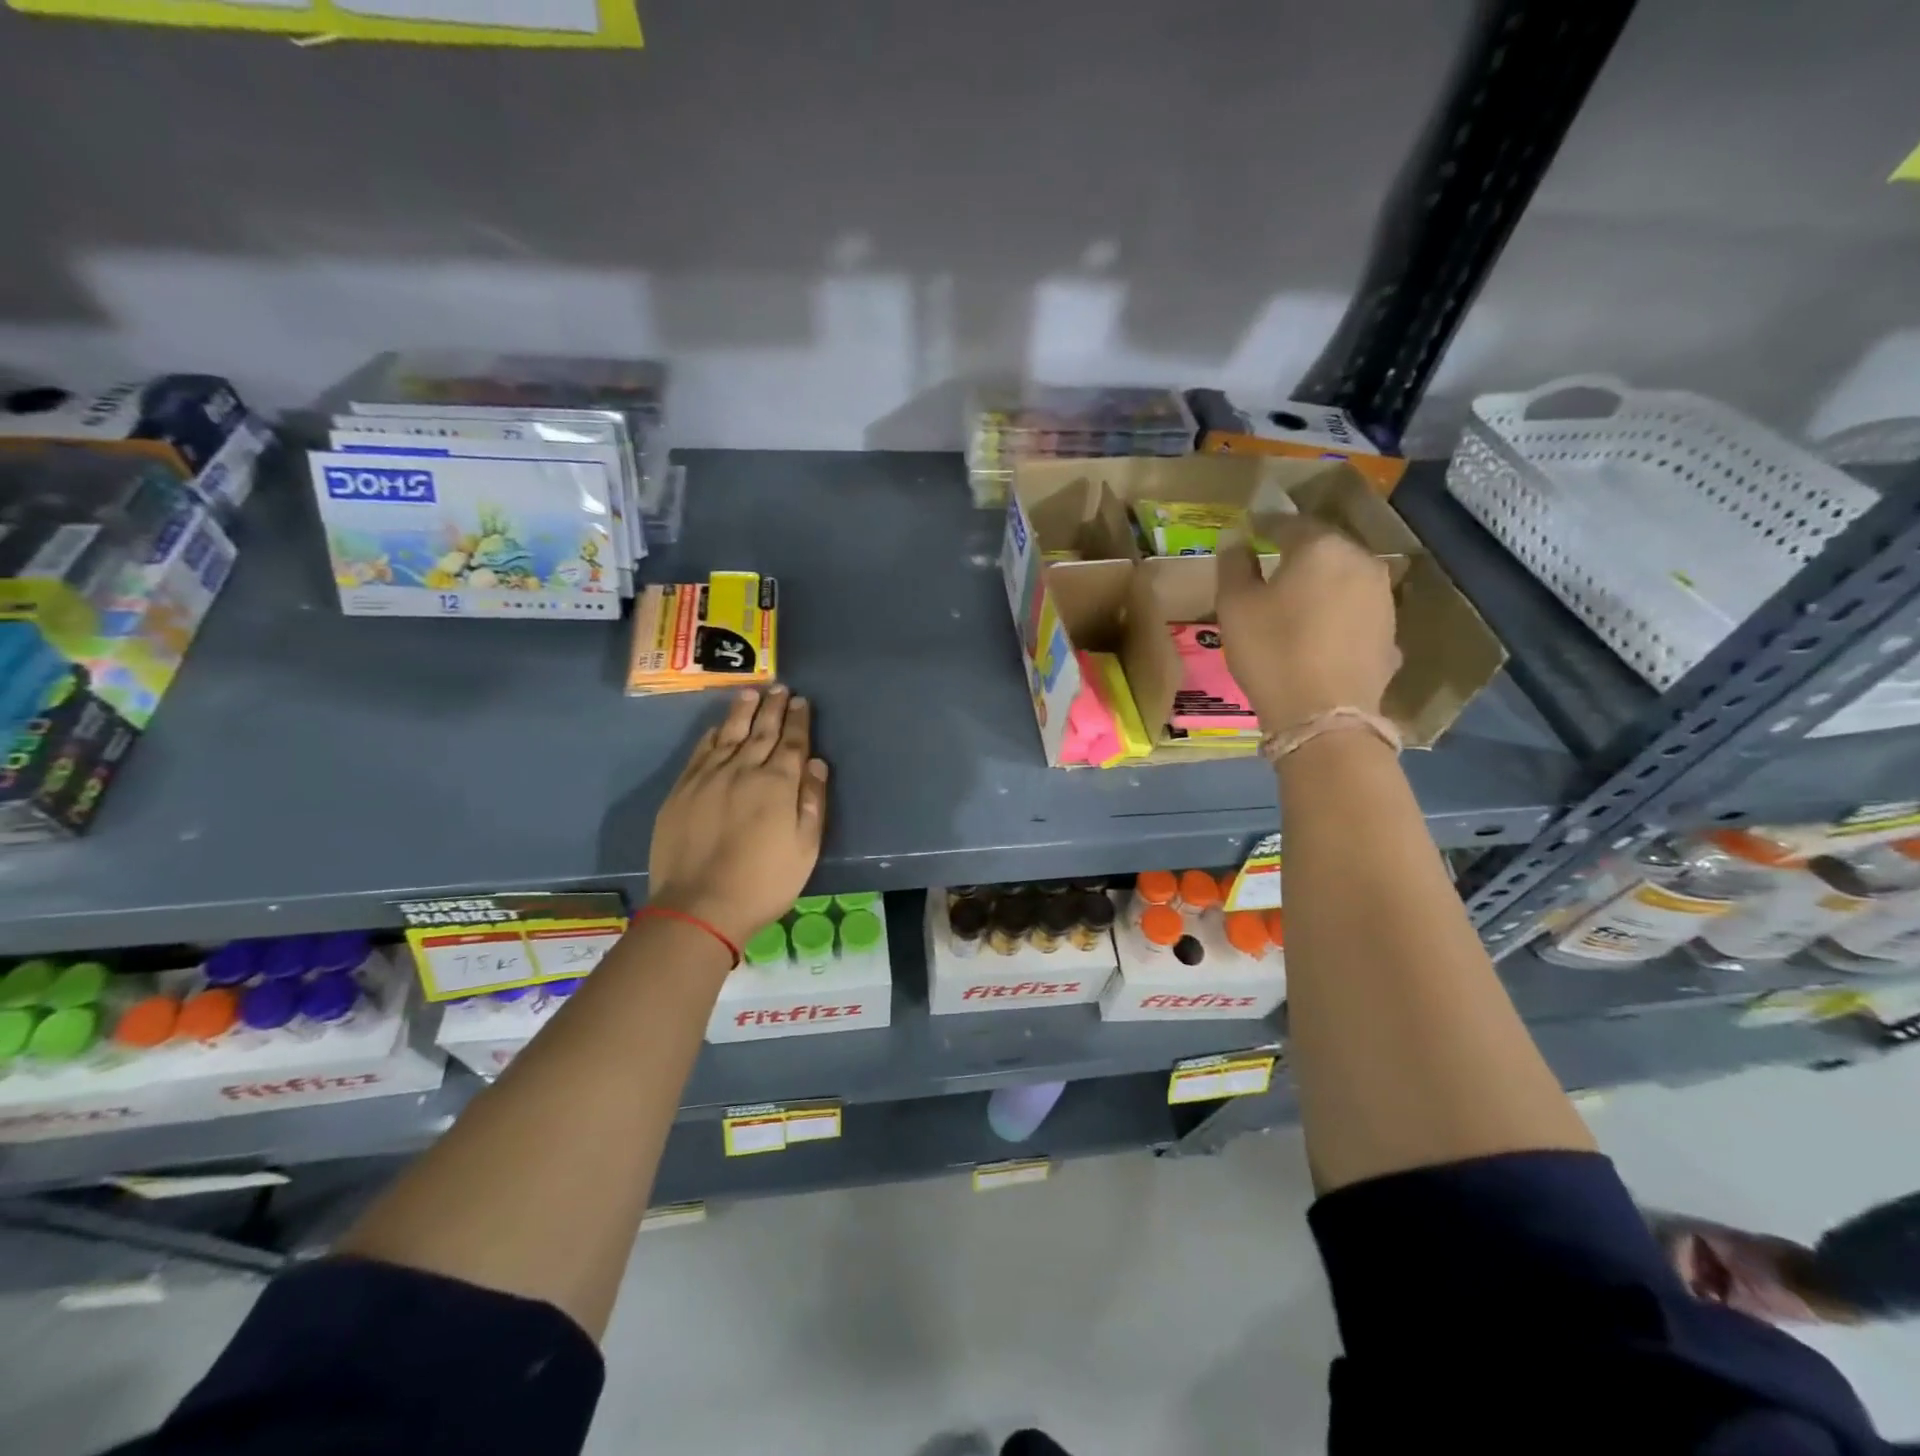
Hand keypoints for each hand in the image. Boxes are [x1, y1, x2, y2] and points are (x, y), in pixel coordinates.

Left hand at [647, 687, 828, 947]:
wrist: (700, 906)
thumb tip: (816, 762)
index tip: (801, 701)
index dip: (798, 721)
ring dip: (742, 712)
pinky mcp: (682, 790)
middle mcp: (744, 770)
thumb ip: (812, 801)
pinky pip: (700, 752)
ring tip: (751, 693)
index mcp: (778, 784)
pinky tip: (717, 727)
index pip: (792, 742)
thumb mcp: (806, 848)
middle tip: (780, 688)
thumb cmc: (764, 882)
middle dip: (774, 708)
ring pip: (729, 734)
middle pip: (762, 731)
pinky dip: (712, 735)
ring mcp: (709, 777)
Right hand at [1215, 519, 1400, 729]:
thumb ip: (1234, 564)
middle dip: (1297, 552)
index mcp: (1321, 548)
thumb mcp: (1235, 606)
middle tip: (1271, 563)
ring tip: (1295, 598)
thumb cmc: (1271, 652)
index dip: (1264, 525)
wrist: (1323, 716)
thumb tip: (1237, 538)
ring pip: (1344, 577)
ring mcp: (1382, 597)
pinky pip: (1355, 610)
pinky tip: (1319, 630)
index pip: (1288, 523)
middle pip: (1324, 547)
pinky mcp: (1390, 632)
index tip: (1248, 530)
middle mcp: (1361, 561)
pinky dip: (1336, 611)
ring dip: (1320, 582)